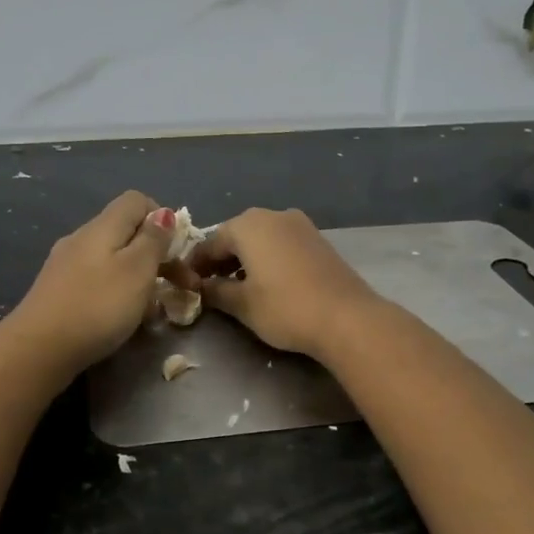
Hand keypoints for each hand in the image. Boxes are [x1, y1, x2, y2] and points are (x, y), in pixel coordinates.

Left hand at [5, 191, 178, 373]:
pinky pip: (96, 281)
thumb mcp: (137, 270)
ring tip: (153, 309)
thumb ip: (153, 240)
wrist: (37, 349)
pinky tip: (122, 319)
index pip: (137, 201)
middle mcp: (81, 238)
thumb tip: (164, 213)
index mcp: (102, 227)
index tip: (177, 250)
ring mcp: (65, 265)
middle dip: (157, 255)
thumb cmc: (96, 306)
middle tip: (181, 286)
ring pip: (112, 259)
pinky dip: (116, 293)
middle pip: (126, 232)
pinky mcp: (57, 291)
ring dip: (138, 278)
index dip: (162, 219)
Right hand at [189, 207, 380, 357]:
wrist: (347, 317)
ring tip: (237, 286)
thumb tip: (201, 287)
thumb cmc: (285, 308)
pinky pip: (281, 243)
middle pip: (236, 235)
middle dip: (221, 259)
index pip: (210, 242)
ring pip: (260, 238)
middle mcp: (272, 215)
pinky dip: (267, 258)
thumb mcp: (243, 304)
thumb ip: (216, 291)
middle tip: (209, 285)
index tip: (186, 283)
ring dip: (245, 258)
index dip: (196, 264)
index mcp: (248, 225)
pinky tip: (267, 282)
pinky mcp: (317, 239)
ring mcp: (299, 224)